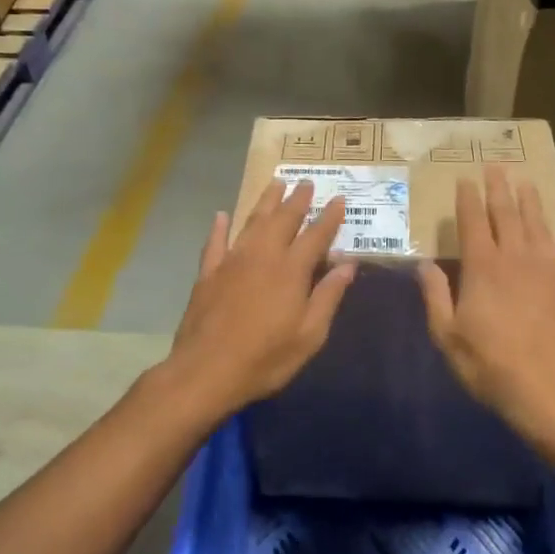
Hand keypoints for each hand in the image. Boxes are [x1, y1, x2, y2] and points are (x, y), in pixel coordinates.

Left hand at [164, 179, 356, 418]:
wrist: (206, 371)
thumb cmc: (265, 358)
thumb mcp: (309, 335)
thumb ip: (328, 296)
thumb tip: (348, 264)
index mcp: (291, 270)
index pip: (315, 235)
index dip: (329, 217)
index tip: (338, 199)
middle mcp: (262, 255)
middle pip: (283, 219)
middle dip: (297, 199)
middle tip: (307, 182)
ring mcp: (232, 261)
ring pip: (252, 222)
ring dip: (266, 202)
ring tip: (276, 183)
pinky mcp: (208, 273)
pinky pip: (215, 242)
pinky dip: (219, 227)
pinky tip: (221, 215)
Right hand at [417, 167, 554, 443]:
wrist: (550, 395)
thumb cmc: (490, 366)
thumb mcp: (447, 336)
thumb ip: (435, 296)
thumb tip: (425, 264)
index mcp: (483, 268)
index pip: (473, 222)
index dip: (468, 198)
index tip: (465, 179)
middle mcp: (516, 259)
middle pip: (507, 215)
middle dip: (499, 189)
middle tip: (496, 167)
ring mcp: (550, 272)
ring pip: (540, 227)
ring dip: (531, 203)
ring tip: (527, 183)